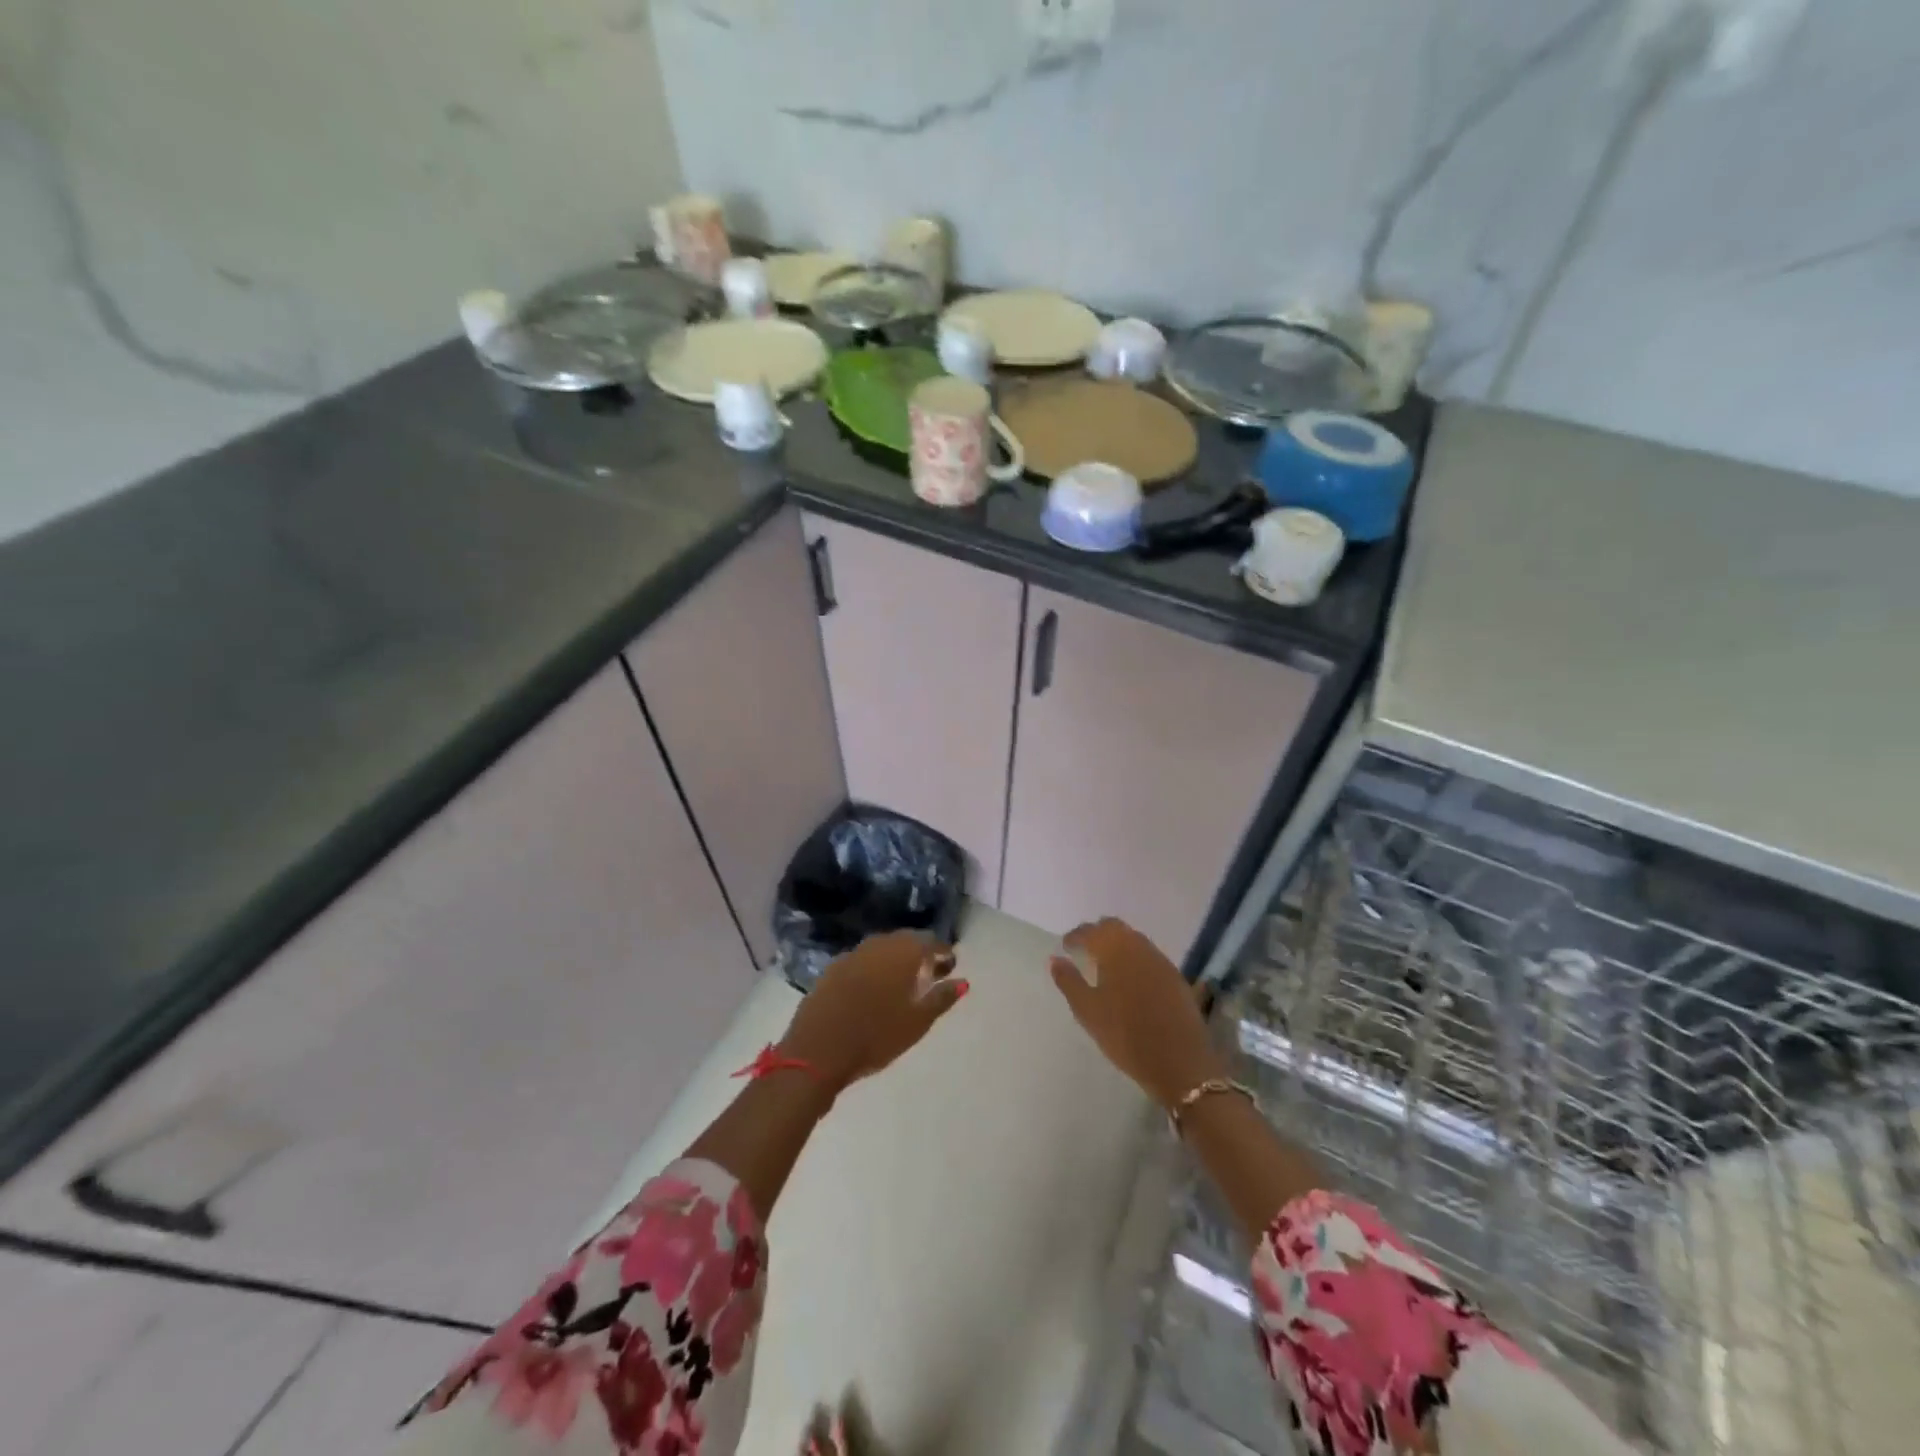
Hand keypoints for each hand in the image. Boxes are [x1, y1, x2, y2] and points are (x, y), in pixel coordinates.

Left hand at [780, 931, 967, 1094]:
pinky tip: (874, 989)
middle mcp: (878, 944)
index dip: (944, 952)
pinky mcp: (832, 969)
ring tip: (903, 983)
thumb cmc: (876, 1036)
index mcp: (903, 952)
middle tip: (930, 974)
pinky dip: (874, 969)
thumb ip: (942, 998)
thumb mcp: (917, 1021)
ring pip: (882, 949)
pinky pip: (862, 961)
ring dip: (896, 960)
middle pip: (906, 941)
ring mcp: (852, 954)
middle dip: (920, 954)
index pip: (931, 941)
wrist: (818, 1050)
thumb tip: (963, 981)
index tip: (951, 967)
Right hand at [1049, 918, 1222, 1109]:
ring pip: (1134, 939)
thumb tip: (1055, 959)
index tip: (1066, 946)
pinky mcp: (1175, 977)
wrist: (1180, 1063)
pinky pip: (1148, 955)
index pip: (1090, 931)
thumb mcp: (1088, 1011)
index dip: (1075, 936)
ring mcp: (1160, 960)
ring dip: (1117, 944)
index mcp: (1115, 950)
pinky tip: (1130, 978)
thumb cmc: (1126, 1036)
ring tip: (1104, 963)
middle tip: (1083, 949)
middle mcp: (1139, 947)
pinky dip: (1134, 958)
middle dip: (1097, 933)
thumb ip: (1069, 981)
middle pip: (1114, 927)